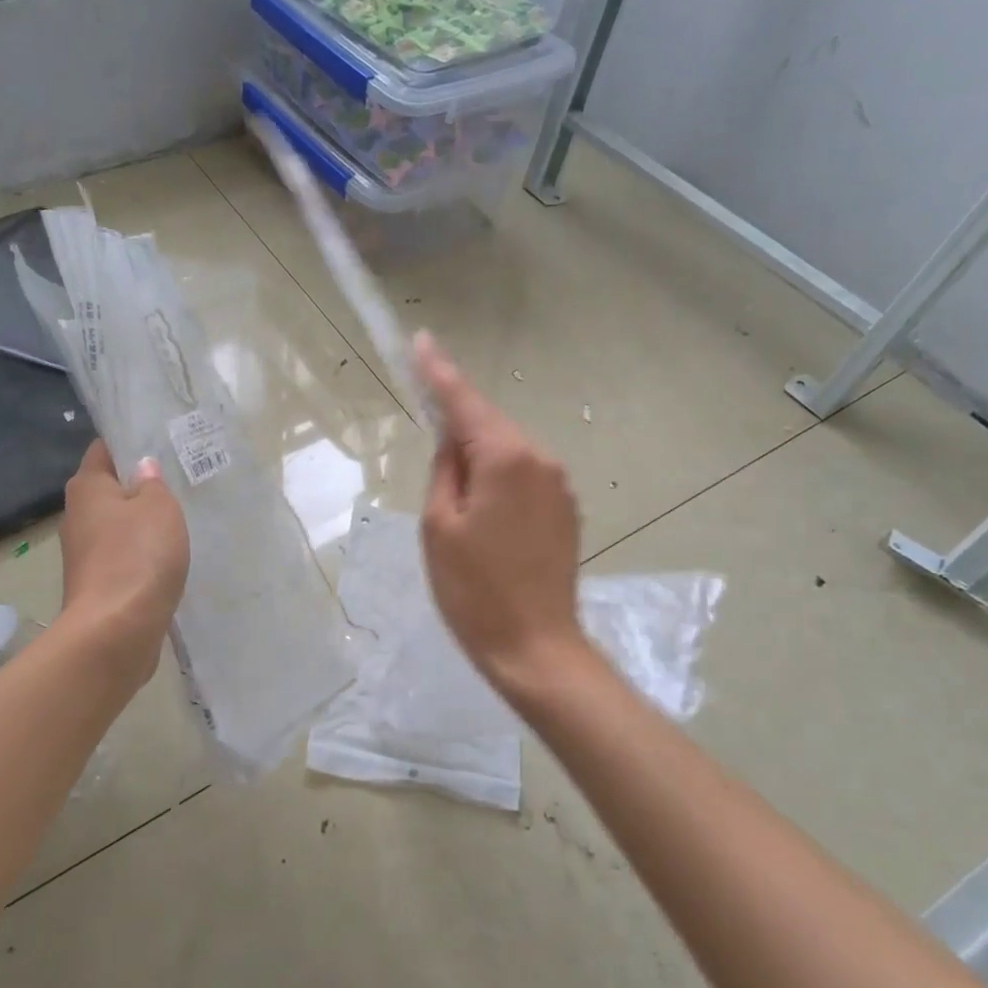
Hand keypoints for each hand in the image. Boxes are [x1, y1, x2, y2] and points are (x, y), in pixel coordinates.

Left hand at [59, 440, 188, 687]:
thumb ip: (153, 483)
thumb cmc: (138, 556)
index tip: (161, 442)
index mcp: (86, 487)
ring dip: (142, 523)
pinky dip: (142, 555)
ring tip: (180, 518)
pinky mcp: (97, 585)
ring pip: (118, 526)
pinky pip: (123, 557)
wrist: (116, 631)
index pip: (104, 450)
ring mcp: (84, 554)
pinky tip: (168, 557)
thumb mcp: (159, 507)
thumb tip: (142, 469)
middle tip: (179, 480)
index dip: (130, 443)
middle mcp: (77, 516)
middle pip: (110, 489)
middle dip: (139, 485)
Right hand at [414, 332, 586, 698]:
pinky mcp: (566, 510)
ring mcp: (560, 485)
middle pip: (489, 425)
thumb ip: (445, 470)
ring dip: (478, 457)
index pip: (465, 402)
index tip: (421, 340)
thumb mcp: (438, 526)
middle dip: (457, 424)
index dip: (439, 372)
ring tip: (453, 497)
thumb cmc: (474, 590)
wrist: (536, 647)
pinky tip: (482, 511)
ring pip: (507, 451)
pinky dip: (498, 478)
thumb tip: (453, 442)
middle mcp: (541, 460)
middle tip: (425, 429)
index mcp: (505, 458)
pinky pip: (523, 476)